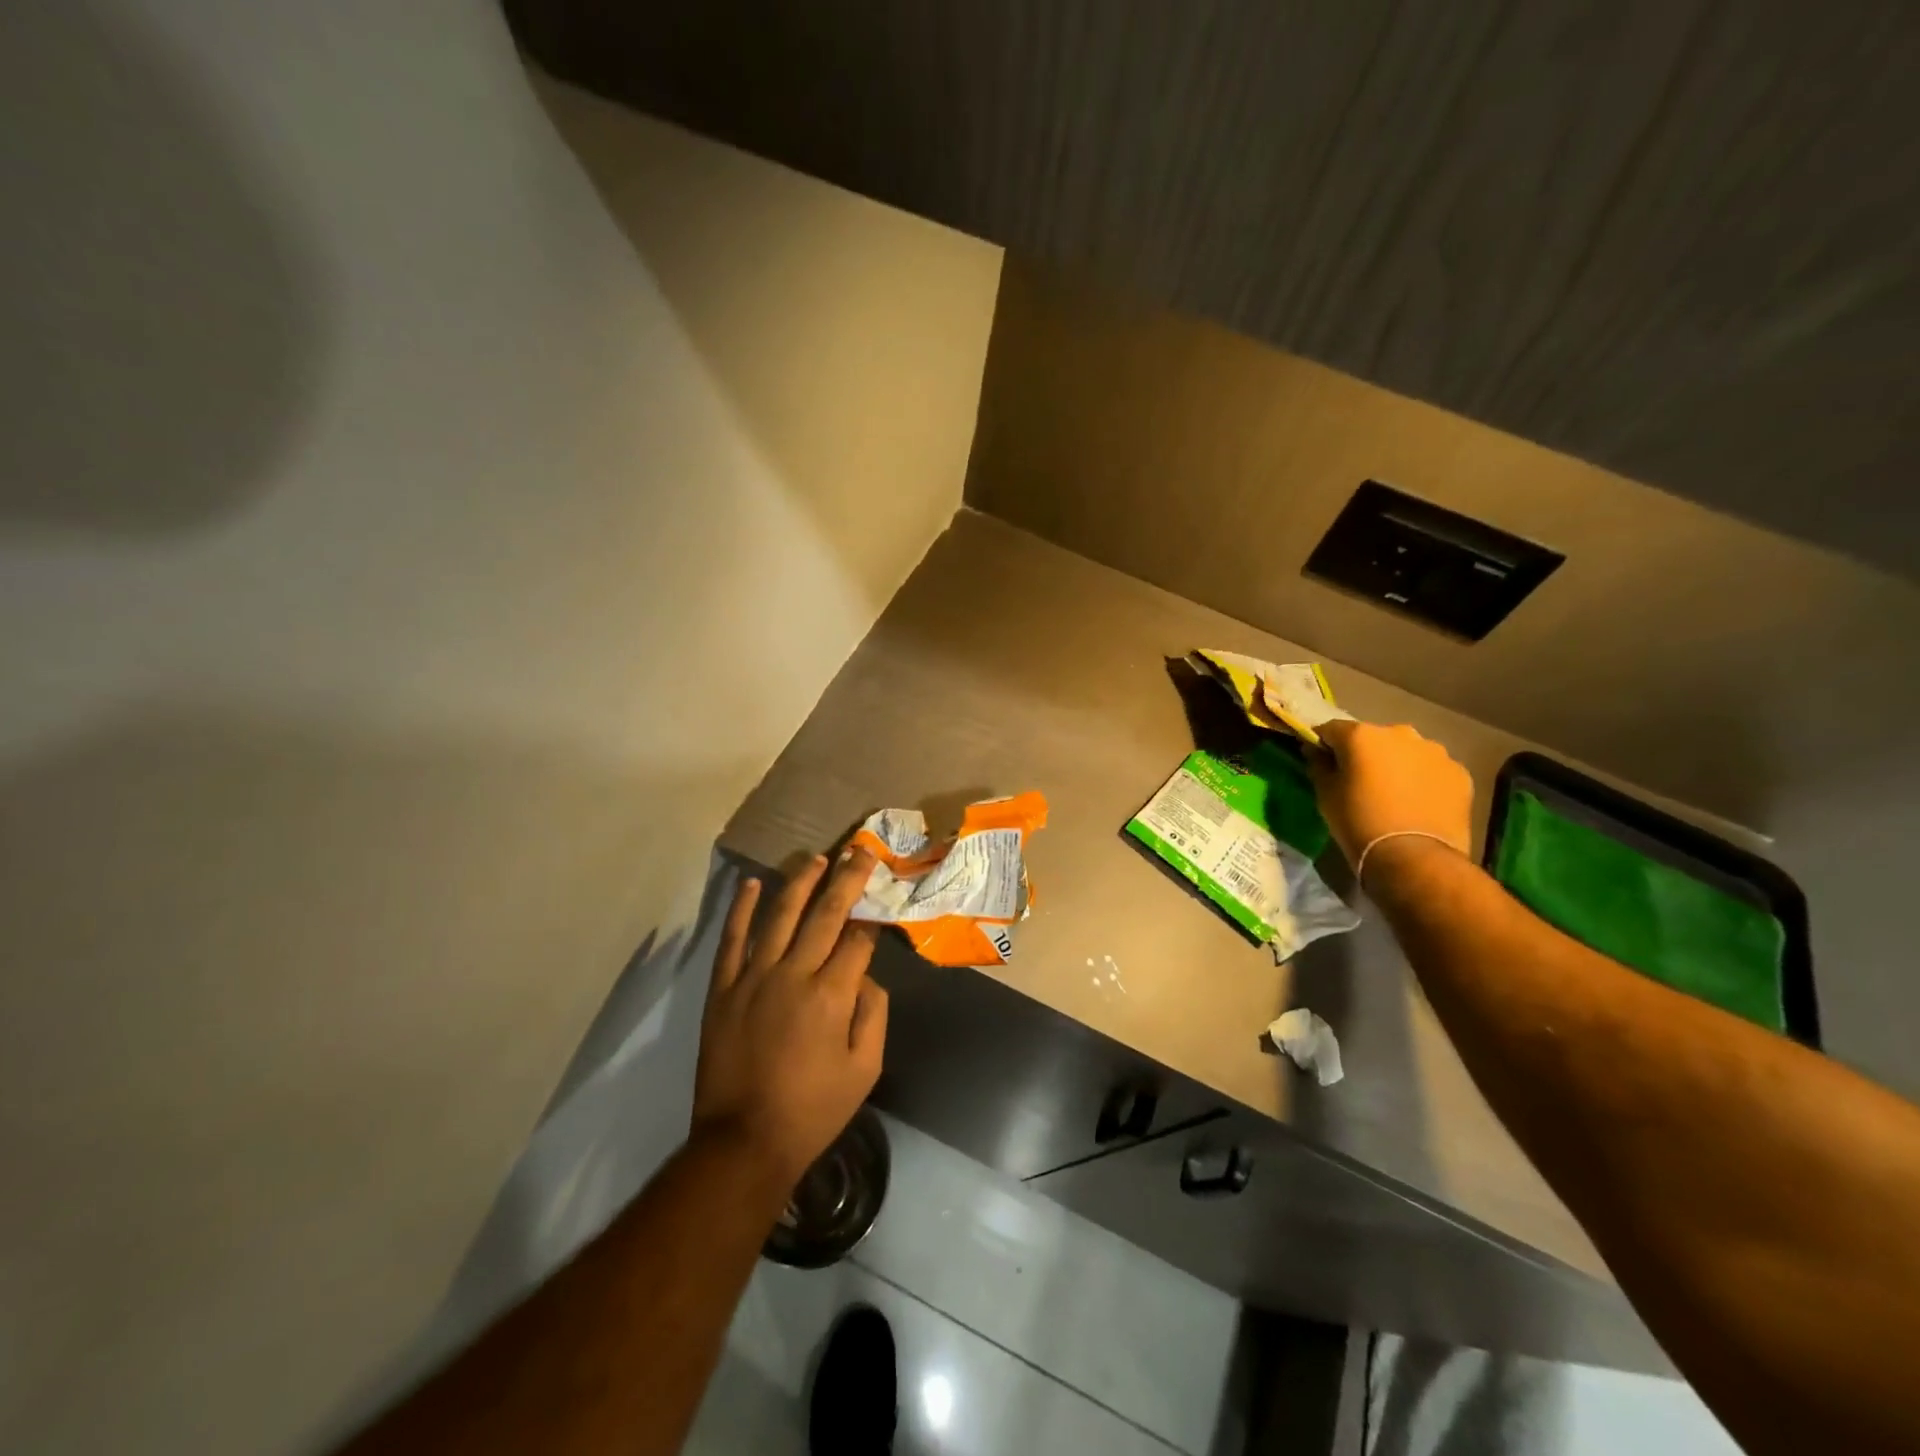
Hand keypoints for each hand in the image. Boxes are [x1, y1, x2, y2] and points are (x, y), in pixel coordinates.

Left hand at [692, 851, 888, 1194]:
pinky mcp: (723, 988)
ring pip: (780, 915)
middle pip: (825, 914)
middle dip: (846, 879)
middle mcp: (793, 974)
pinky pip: (732, 939)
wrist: (742, 1142)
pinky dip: (741, 909)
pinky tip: (752, 884)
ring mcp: (753, 977)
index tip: (881, 897)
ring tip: (817, 858)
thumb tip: (868, 975)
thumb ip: (874, 1015)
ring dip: (800, 882)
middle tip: (859, 851)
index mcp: (831, 995)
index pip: (857, 939)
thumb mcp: (865, 1070)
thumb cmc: (812, 1110)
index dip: (872, 916)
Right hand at [1309, 719, 1473, 870]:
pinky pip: (1432, 770)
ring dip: (1396, 765)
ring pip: (1406, 752)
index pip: (1332, 729)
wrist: (1414, 857)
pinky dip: (1423, 780)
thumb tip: (1318, 752)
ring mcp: (1434, 752)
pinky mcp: (1459, 773)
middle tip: (1360, 781)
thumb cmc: (1358, 822)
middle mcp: (1400, 733)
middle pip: (1373, 738)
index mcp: (1361, 735)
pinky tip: (1417, 804)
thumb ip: (1320, 766)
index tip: (1320, 760)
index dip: (1323, 744)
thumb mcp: (1325, 795)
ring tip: (1393, 794)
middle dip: (1364, 754)